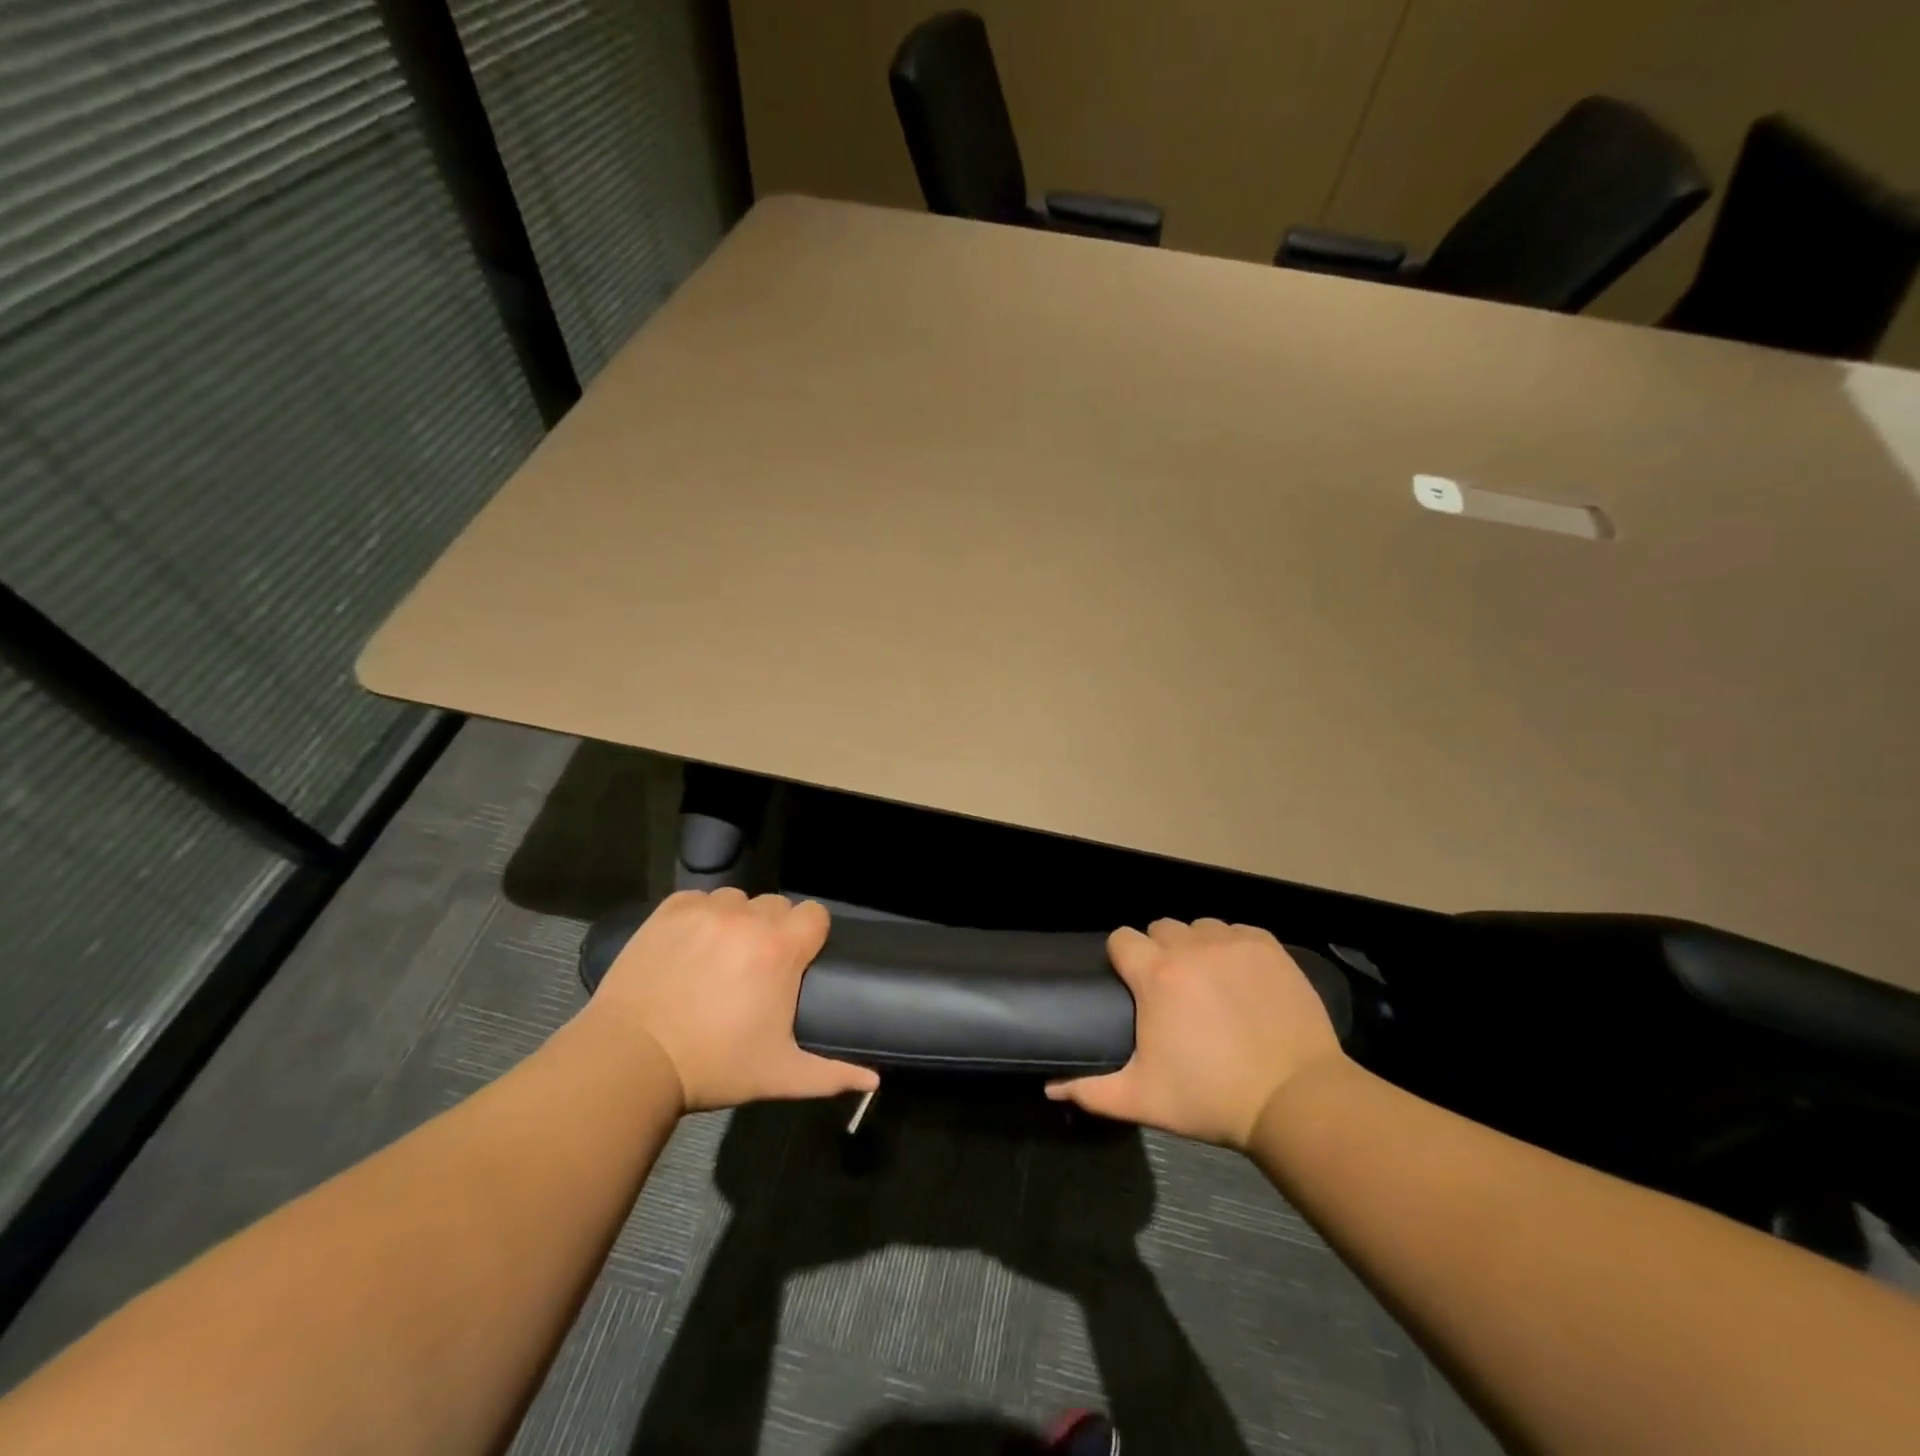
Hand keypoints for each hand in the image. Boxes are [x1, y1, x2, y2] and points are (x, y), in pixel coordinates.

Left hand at [591, 889, 877, 1111]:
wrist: (630, 1059)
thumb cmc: (714, 1065)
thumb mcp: (779, 1075)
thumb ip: (832, 1074)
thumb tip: (874, 1082)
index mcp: (781, 948)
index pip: (815, 914)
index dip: (810, 936)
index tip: (797, 963)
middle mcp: (748, 917)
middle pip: (777, 906)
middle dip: (774, 930)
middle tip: (755, 968)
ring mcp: (706, 909)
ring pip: (738, 899)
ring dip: (737, 921)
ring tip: (719, 956)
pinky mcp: (670, 910)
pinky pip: (699, 899)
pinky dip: (700, 916)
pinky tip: (689, 947)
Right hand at [1047, 919, 1346, 1148]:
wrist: (1295, 1099)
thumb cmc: (1211, 1098)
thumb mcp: (1144, 1099)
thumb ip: (1092, 1090)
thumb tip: (1050, 1088)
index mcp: (1155, 975)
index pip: (1121, 938)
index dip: (1122, 958)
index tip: (1132, 984)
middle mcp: (1190, 947)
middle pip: (1160, 928)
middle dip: (1159, 952)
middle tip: (1172, 990)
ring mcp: (1232, 943)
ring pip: (1200, 927)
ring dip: (1196, 947)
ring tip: (1208, 982)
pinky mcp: (1268, 947)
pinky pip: (1237, 931)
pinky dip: (1233, 947)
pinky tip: (1241, 977)